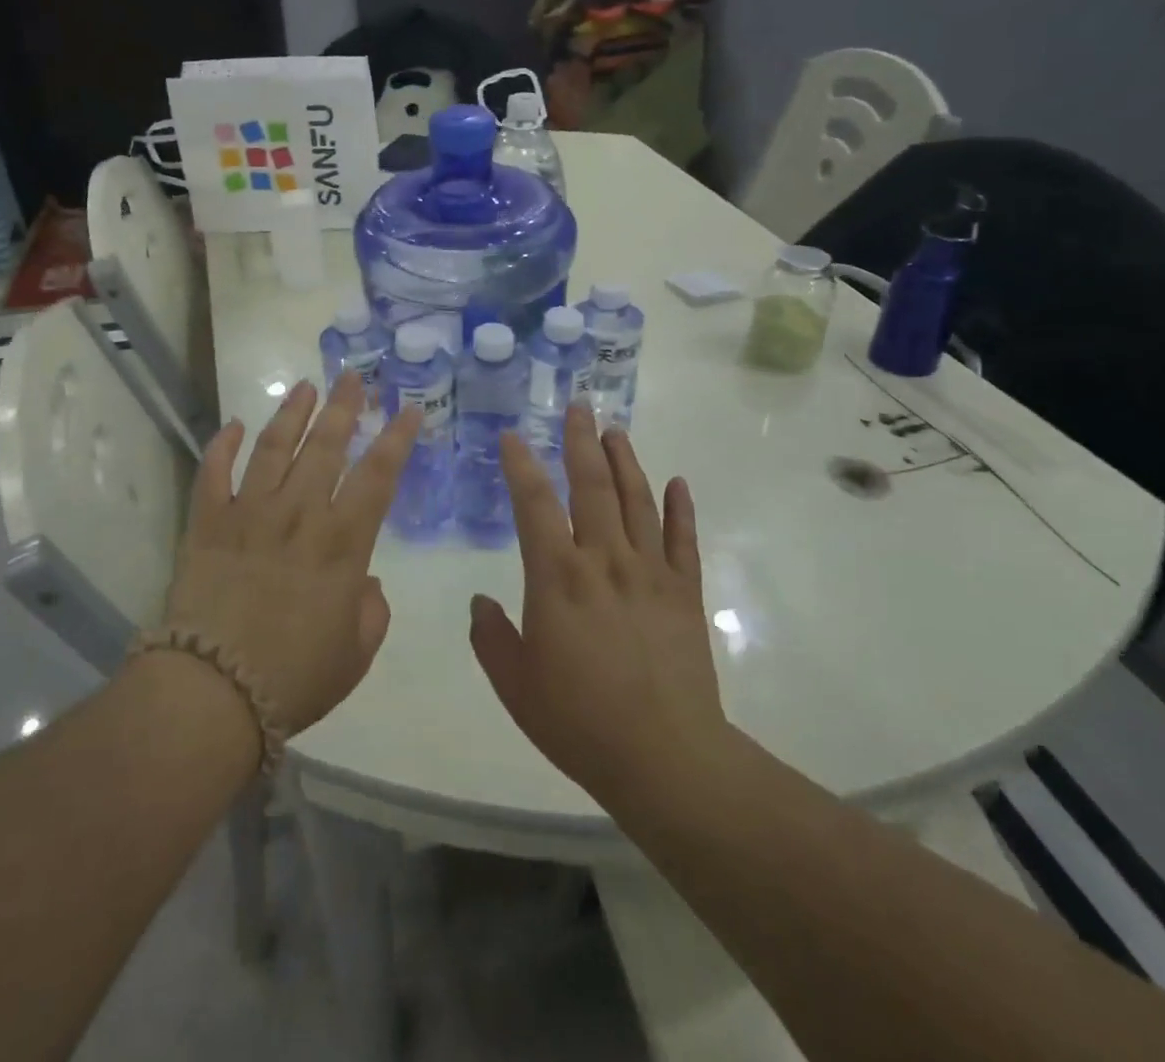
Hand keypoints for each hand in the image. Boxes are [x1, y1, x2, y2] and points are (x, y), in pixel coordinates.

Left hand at [162, 373, 421, 737]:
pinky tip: (233, 425)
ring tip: (305, 386)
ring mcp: (248, 514)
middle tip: (353, 376)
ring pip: (273, 448)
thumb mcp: (356, 654)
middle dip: (343, 407)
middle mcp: (298, 515)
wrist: (212, 693)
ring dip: (291, 413)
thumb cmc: (294, 678)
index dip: (396, 439)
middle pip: (325, 447)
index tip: (408, 409)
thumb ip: (371, 610)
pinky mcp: (207, 524)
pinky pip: (213, 474)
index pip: (377, 476)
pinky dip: (222, 446)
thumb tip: (363, 579)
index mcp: (341, 544)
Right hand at [470, 404, 729, 807]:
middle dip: (582, 442)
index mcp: (557, 577)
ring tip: (616, 431)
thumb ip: (490, 638)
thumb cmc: (579, 720)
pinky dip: (680, 508)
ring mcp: (650, 573)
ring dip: (626, 461)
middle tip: (579, 406)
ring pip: (637, 500)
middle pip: (592, 486)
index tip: (513, 436)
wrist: (665, 757)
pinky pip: (683, 540)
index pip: (534, 503)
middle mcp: (604, 560)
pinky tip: (677, 482)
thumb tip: (480, 603)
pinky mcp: (684, 593)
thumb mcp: (515, 684)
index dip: (520, 465)